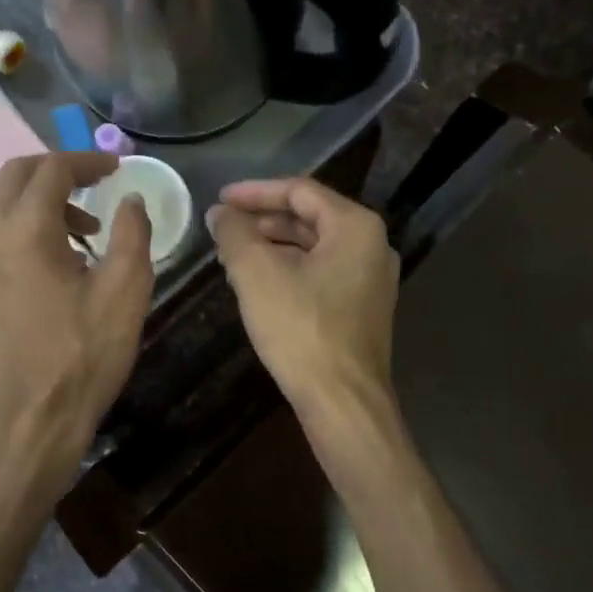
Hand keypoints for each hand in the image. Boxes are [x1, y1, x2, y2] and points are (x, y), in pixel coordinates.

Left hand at [0, 152, 153, 470]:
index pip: (52, 170)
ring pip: (3, 207)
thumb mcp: (126, 290)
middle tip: (96, 186)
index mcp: (26, 230)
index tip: (116, 169)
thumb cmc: (85, 352)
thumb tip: (130, 201)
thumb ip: (132, 233)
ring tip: (87, 235)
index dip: (86, 162)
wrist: (34, 416)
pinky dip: (27, 230)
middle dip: (58, 172)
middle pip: (16, 176)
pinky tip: (58, 264)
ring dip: (43, 203)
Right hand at [206, 177, 398, 418]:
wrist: (342, 401)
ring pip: (315, 248)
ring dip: (274, 247)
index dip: (255, 192)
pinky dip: (290, 270)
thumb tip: (219, 213)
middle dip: (263, 220)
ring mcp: (371, 280)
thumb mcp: (257, 275)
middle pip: (310, 217)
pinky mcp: (363, 309)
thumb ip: (234, 234)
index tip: (219, 200)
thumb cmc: (301, 330)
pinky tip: (259, 285)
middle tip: (224, 228)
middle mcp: (373, 246)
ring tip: (234, 255)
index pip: (300, 191)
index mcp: (356, 227)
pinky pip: (322, 274)